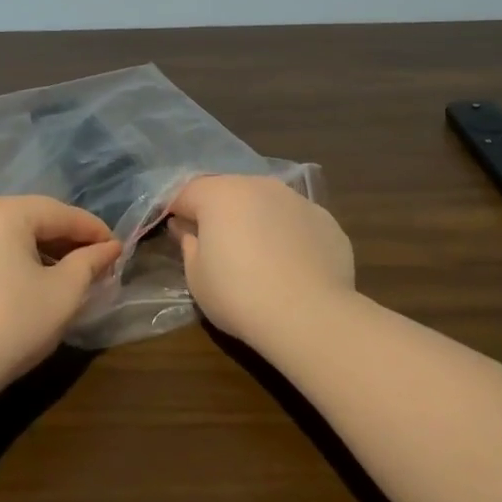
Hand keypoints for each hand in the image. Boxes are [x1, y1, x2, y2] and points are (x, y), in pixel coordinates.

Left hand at [0, 196, 121, 396]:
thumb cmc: (10, 324)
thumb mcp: (63, 294)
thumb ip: (89, 264)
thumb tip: (108, 248)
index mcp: (3, 213)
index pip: (60, 213)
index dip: (93, 230)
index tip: (116, 249)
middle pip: (25, 221)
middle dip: (59, 241)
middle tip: (87, 264)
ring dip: (25, 255)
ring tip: (47, 281)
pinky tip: (1, 300)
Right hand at [168, 175, 355, 346]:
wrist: (309, 315)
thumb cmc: (239, 295)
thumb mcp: (197, 276)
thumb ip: (188, 244)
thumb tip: (186, 228)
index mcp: (221, 194)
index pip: (188, 192)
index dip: (177, 210)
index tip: (174, 232)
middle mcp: (260, 185)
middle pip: (229, 191)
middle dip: (218, 211)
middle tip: (215, 244)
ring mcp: (297, 200)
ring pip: (266, 202)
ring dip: (256, 219)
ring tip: (256, 255)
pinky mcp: (326, 220)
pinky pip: (296, 221)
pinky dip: (288, 234)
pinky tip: (290, 265)